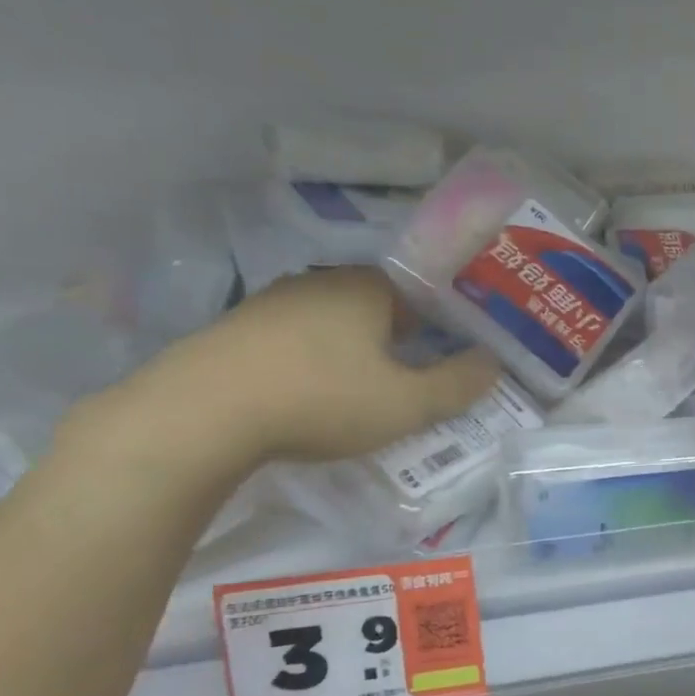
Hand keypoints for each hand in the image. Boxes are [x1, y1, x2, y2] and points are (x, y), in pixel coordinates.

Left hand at [108, 267, 500, 470]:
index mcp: (368, 288)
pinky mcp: (237, 329)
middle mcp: (321, 282)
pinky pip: (294, 338)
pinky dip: (312, 359)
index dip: (442, 323)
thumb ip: (457, 385)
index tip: (449, 357)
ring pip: (332, 320)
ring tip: (361, 391)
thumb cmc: (321, 399)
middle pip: (376, 304)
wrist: (201, 413)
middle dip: (399, 338)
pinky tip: (308, 393)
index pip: (421, 291)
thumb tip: (493, 364)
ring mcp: (273, 302)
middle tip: (411, 379)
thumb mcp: (406, 405)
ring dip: (352, 349)